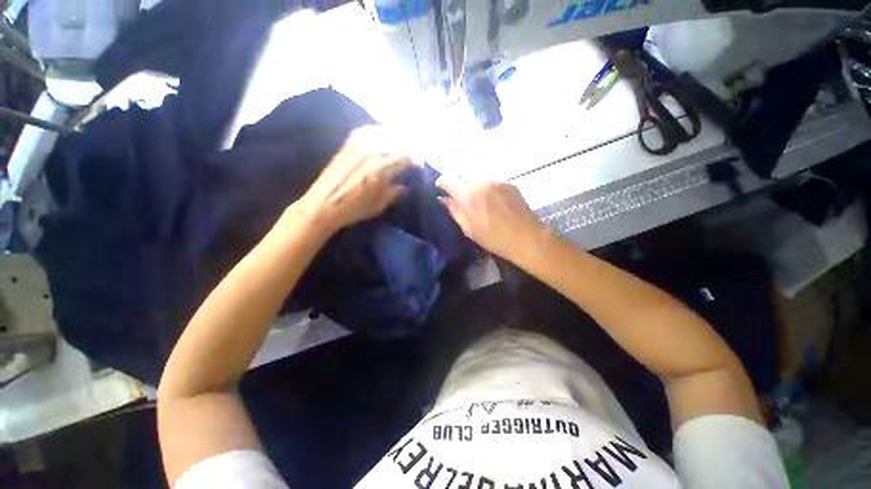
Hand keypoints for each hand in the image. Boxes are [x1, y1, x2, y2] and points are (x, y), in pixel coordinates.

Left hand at [298, 126, 420, 230]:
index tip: (419, 166)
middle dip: (409, 147)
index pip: (405, 155)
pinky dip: (377, 132)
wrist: (323, 205)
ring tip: (400, 146)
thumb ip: (395, 192)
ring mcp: (357, 145)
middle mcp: (370, 152)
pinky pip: (365, 131)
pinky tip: (381, 136)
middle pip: (396, 141)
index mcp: (381, 168)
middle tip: (413, 156)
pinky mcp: (347, 145)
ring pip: (382, 132)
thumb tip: (406, 185)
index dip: (416, 159)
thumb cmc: (354, 209)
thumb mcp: (380, 204)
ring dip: (395, 138)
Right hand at [436, 176, 545, 260]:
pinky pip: (492, 183)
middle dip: (459, 187)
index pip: (447, 179)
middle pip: (463, 178)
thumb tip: (443, 200)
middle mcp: (481, 182)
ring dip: (474, 188)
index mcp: (468, 194)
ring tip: (480, 203)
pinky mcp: (509, 184)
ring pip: (478, 180)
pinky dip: (488, 190)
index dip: (441, 184)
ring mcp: (497, 181)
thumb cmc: (493, 238)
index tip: (440, 191)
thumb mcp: (468, 228)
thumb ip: (454, 211)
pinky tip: (494, 204)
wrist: (526, 238)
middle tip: (462, 201)